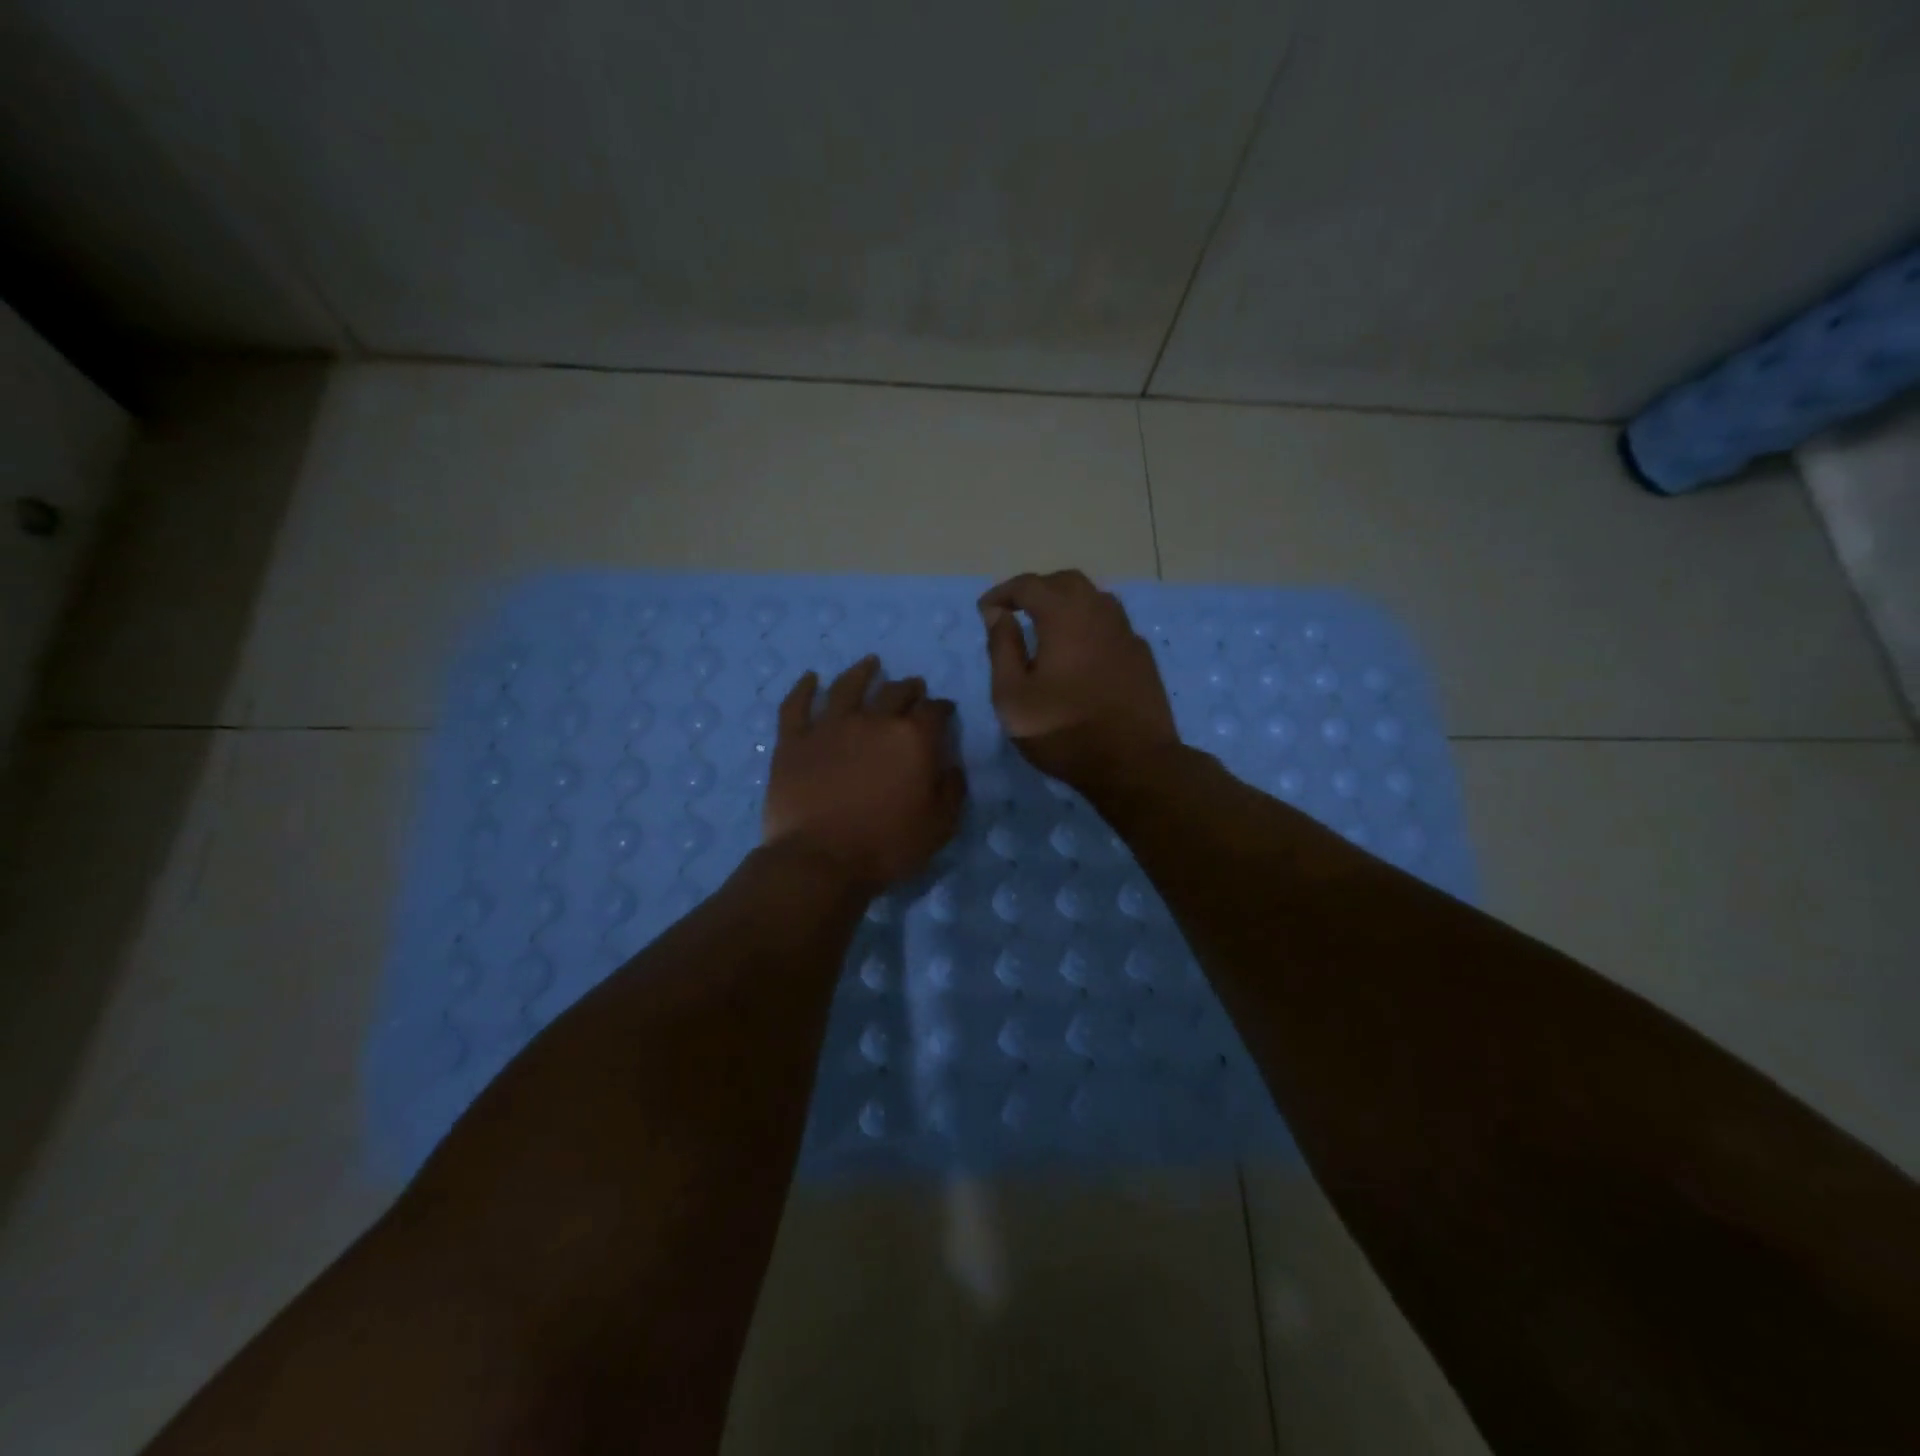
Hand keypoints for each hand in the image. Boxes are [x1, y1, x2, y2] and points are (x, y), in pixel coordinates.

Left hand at [762, 656, 965, 893]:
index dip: (942, 708)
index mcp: (912, 739)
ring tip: (869, 663)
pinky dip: (804, 688)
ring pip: (847, 687)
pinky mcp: (794, 740)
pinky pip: (797, 705)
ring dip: (861, 672)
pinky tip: (811, 678)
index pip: (934, 711)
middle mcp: (873, 721)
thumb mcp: (940, 826)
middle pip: (895, 692)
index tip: (944, 710)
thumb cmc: (886, 846)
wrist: (820, 860)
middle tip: (913, 687)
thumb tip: (952, 765)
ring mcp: (829, 727)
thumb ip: (952, 790)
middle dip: (909, 688)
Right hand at [979, 569, 1177, 790]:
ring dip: (1067, 604)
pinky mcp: (1142, 656)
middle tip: (1016, 611)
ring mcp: (1126, 633)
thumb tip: (999, 614)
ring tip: (1048, 628)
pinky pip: (1112, 625)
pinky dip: (1090, 626)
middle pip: (1066, 582)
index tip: (985, 611)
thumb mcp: (1012, 696)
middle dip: (1037, 590)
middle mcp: (1099, 613)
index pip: (1029, 585)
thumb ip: (1002, 648)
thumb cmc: (1063, 731)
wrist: (1134, 763)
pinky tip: (1082, 652)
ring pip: (1095, 599)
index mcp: (1064, 616)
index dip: (1002, 592)